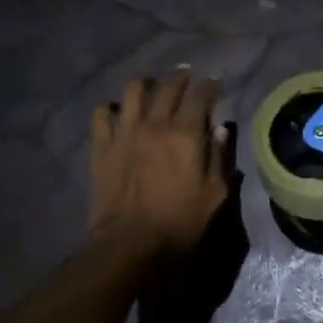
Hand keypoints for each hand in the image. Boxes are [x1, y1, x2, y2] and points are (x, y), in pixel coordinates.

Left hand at [88, 72, 225, 260]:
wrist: (131, 244)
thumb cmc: (181, 222)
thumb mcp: (215, 194)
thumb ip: (219, 157)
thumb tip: (220, 129)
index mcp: (186, 134)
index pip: (201, 95)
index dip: (210, 86)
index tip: (215, 84)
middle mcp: (155, 124)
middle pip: (168, 86)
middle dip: (181, 78)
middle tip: (187, 78)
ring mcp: (124, 132)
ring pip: (133, 90)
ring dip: (146, 85)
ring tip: (151, 89)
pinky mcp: (102, 145)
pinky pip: (102, 113)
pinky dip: (112, 109)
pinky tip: (119, 115)